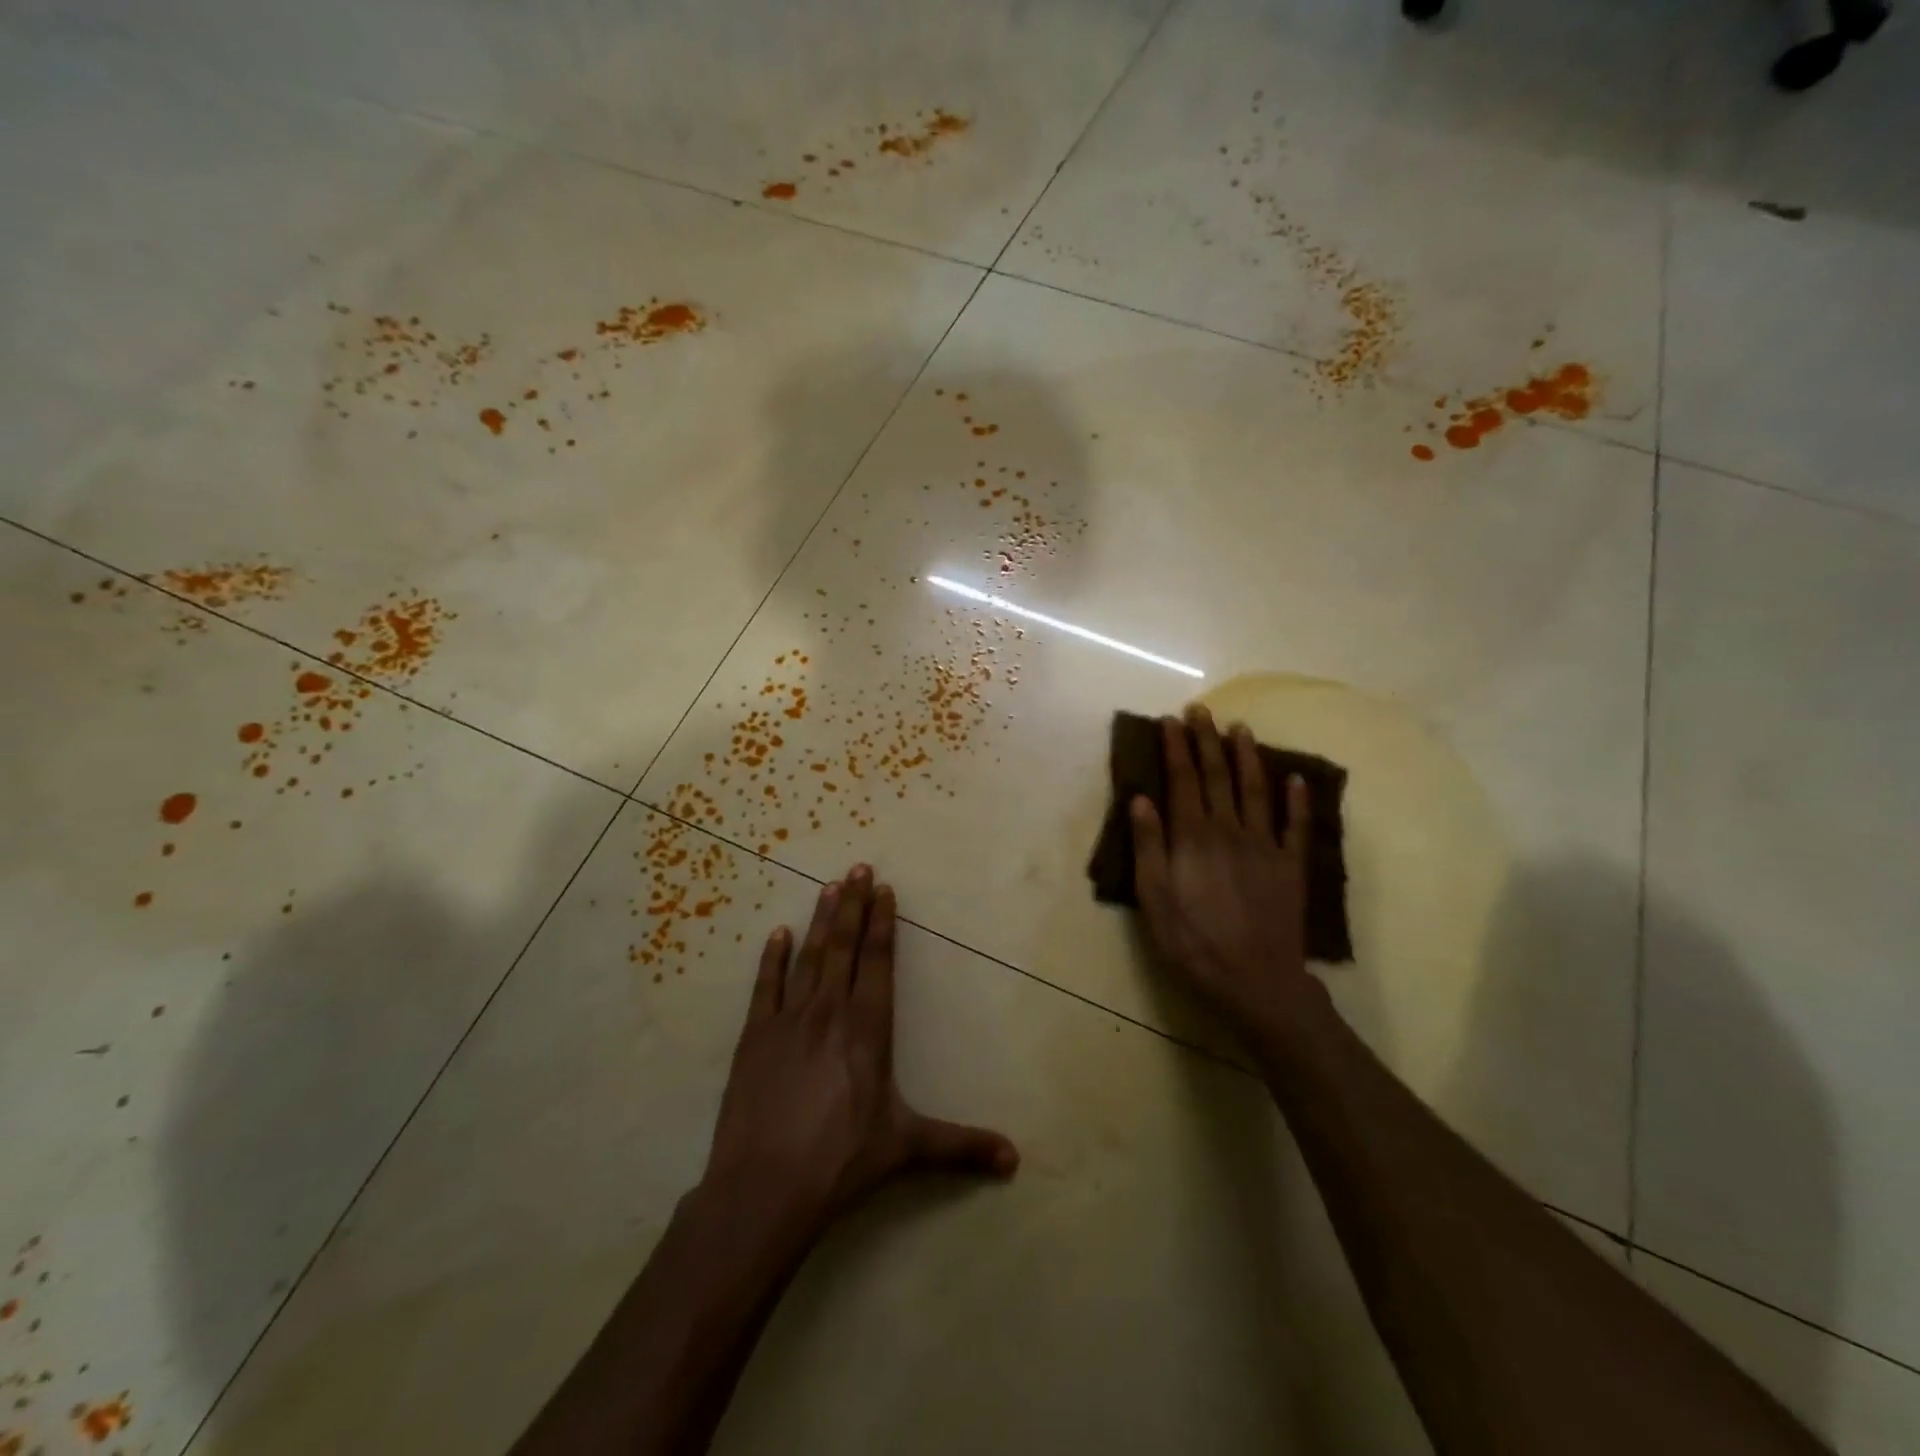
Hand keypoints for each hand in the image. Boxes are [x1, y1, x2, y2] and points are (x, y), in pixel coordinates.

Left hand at [700, 865, 1017, 1242]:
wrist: (765, 1188)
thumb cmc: (842, 1162)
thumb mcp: (907, 1148)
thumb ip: (960, 1147)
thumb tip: (1015, 1160)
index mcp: (868, 1029)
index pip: (878, 961)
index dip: (882, 923)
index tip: (883, 889)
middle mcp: (830, 1012)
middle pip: (843, 946)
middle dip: (852, 905)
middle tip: (857, 867)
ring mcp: (789, 1021)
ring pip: (808, 957)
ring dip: (819, 920)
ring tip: (827, 886)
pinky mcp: (755, 1037)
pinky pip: (766, 987)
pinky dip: (772, 958)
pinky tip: (777, 934)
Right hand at [1130, 707, 1325, 1046]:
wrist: (1255, 980)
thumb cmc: (1193, 942)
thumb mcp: (1153, 899)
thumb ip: (1148, 846)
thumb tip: (1141, 798)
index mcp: (1193, 837)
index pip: (1182, 780)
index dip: (1176, 748)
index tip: (1170, 721)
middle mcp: (1230, 830)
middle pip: (1217, 776)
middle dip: (1207, 740)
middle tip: (1201, 710)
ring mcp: (1265, 845)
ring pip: (1256, 790)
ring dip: (1247, 757)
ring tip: (1240, 729)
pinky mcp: (1291, 866)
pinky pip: (1295, 825)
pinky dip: (1297, 799)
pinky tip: (1296, 778)